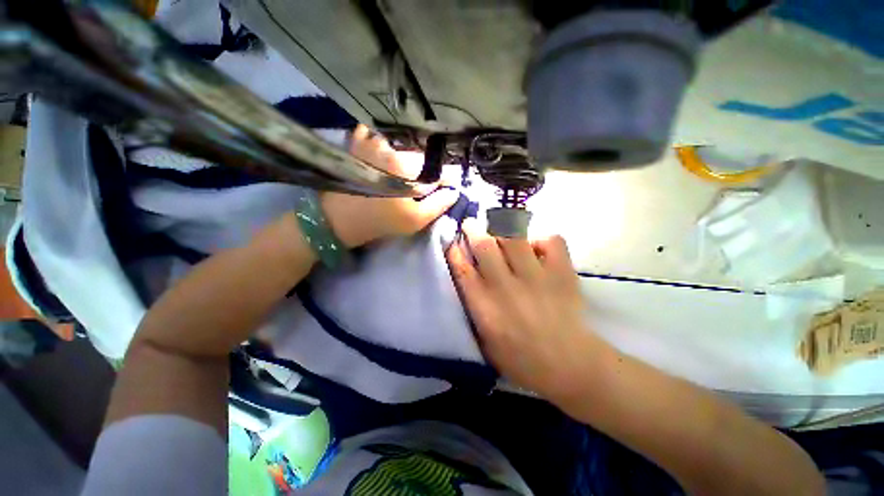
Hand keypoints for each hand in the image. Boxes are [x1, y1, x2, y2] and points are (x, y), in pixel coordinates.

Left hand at [321, 125, 458, 247]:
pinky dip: (388, 147)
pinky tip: (386, 162)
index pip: (438, 169)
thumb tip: (454, 190)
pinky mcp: (359, 141)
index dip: (443, 181)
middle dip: (426, 172)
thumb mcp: (414, 219)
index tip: (442, 190)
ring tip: (402, 178)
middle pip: (422, 157)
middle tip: (418, 189)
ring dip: (408, 161)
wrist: (336, 219)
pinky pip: (382, 137)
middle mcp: (392, 145)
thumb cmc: (379, 221)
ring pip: (405, 148)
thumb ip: (438, 204)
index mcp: (407, 165)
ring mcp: (373, 140)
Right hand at [447, 219, 603, 404]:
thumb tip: (467, 280)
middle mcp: (507, 287)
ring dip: (502, 226)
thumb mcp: (485, 343)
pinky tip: (537, 246)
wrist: (570, 366)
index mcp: (485, 307)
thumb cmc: (522, 360)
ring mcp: (536, 277)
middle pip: (485, 246)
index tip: (452, 240)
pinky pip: (551, 241)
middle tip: (471, 223)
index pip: (463, 269)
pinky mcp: (562, 273)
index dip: (454, 250)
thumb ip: (474, 311)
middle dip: (473, 229)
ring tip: (499, 224)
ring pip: (514, 237)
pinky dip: (541, 238)